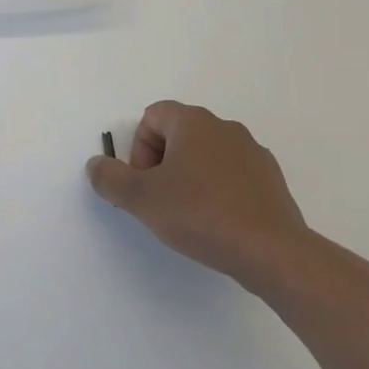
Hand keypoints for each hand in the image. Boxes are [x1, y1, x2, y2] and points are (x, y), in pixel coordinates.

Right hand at [86, 100, 308, 291]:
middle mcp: (224, 127)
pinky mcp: (271, 180)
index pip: (153, 116)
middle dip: (163, 165)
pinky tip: (219, 225)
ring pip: (207, 156)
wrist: (272, 252)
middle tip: (160, 202)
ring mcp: (253, 153)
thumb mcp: (142, 199)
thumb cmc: (201, 214)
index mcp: (193, 122)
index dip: (139, 149)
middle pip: (179, 135)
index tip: (144, 184)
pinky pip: (233, 176)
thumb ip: (110, 178)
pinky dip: (219, 192)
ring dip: (191, 178)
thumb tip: (96, 165)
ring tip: (189, 217)